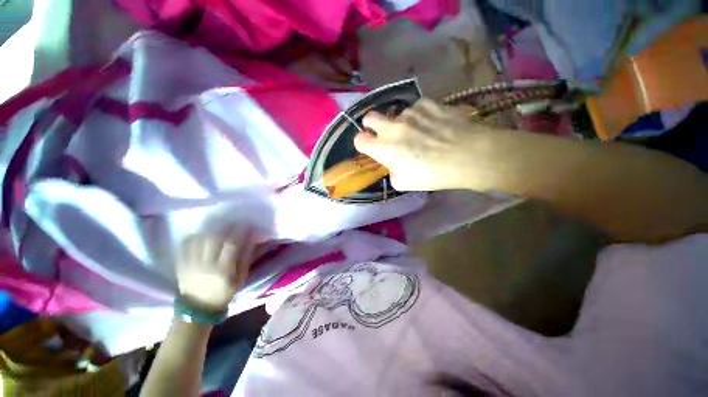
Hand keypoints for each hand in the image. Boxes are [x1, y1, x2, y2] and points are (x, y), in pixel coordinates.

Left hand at [176, 229, 255, 312]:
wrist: (198, 307)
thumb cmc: (224, 292)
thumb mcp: (241, 278)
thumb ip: (246, 257)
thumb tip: (251, 239)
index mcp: (224, 269)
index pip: (232, 245)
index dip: (239, 232)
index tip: (246, 224)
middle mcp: (206, 265)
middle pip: (214, 239)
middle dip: (224, 227)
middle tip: (231, 221)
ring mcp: (191, 264)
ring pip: (199, 239)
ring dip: (209, 229)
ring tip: (217, 224)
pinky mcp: (181, 264)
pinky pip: (185, 245)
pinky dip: (193, 236)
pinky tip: (201, 233)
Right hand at [354, 98, 492, 191]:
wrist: (469, 156)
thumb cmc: (433, 175)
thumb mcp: (404, 183)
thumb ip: (391, 171)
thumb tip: (393, 163)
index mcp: (384, 149)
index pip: (359, 140)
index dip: (362, 143)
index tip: (369, 146)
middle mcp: (392, 127)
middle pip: (369, 117)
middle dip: (371, 125)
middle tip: (384, 134)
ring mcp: (410, 113)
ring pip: (396, 114)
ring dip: (401, 123)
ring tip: (419, 133)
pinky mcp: (428, 103)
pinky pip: (416, 108)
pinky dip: (419, 116)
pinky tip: (432, 124)